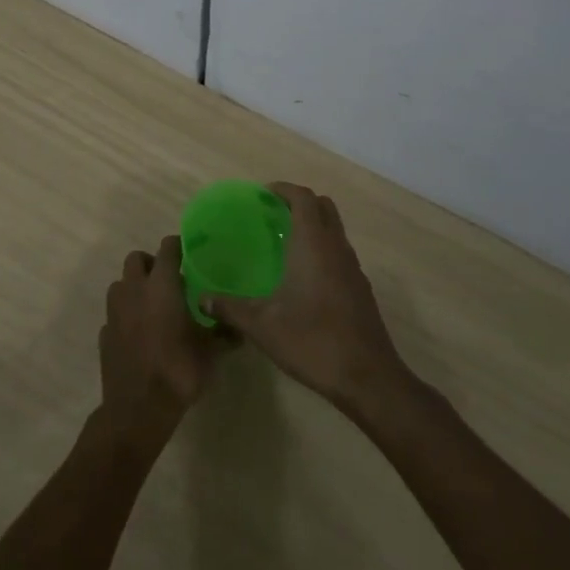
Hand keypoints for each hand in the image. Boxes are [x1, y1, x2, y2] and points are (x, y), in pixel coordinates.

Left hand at [98, 235, 223, 446]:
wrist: (138, 408)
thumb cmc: (178, 370)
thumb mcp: (211, 352)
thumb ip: (224, 333)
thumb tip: (240, 328)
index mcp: (161, 286)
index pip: (167, 249)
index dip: (178, 246)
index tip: (189, 253)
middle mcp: (134, 290)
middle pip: (136, 259)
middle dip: (151, 263)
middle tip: (169, 280)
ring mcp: (114, 311)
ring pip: (121, 283)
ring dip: (135, 287)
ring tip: (153, 305)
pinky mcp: (104, 332)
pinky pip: (115, 313)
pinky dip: (126, 315)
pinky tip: (140, 333)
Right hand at [202, 183, 408, 411]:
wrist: (368, 379)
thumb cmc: (312, 341)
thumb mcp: (262, 326)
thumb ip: (230, 308)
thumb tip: (202, 299)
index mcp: (314, 244)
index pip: (303, 198)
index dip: (284, 190)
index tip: (262, 195)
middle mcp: (336, 248)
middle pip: (323, 207)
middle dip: (299, 203)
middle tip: (272, 215)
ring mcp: (353, 268)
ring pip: (335, 230)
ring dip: (313, 226)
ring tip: (283, 243)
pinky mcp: (360, 289)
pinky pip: (340, 253)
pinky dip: (322, 250)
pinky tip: (303, 277)